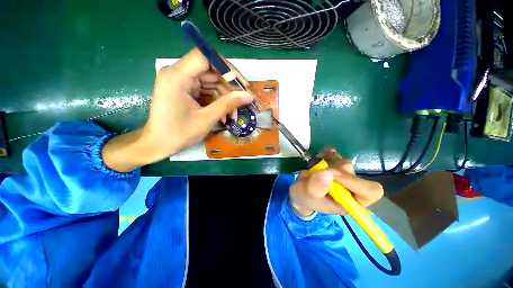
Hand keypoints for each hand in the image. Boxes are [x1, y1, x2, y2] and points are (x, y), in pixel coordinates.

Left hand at [102, 49, 253, 171]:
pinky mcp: (185, 89)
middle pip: (211, 71)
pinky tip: (225, 114)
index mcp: (177, 76)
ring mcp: (181, 81)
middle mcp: (177, 73)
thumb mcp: (207, 119)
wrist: (158, 145)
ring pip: (211, 82)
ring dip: (225, 97)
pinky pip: (206, 90)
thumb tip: (249, 96)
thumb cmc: (179, 134)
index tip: (242, 85)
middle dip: (229, 88)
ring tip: (233, 115)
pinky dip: (217, 100)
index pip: (206, 58)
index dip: (227, 69)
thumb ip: (228, 104)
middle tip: (244, 102)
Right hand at [289, 148, 383, 216]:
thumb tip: (327, 172)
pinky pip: (337, 155)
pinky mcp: (336, 165)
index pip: (370, 191)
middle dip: (334, 169)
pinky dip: (328, 153)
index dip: (355, 181)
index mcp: (350, 202)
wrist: (301, 191)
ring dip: (330, 161)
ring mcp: (344, 175)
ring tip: (316, 165)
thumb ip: (317, 187)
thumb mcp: (308, 195)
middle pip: (354, 173)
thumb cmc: (306, 198)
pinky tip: (320, 155)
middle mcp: (351, 188)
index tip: (333, 174)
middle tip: (319, 169)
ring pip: (344, 162)